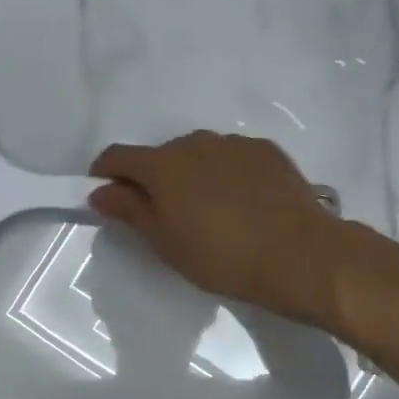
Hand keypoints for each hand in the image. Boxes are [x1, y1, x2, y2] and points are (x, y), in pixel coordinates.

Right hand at [88, 133, 346, 327]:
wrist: (299, 255)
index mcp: (162, 165)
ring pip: (198, 154)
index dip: (104, 174)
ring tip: (209, 211)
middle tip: (164, 216)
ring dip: (191, 175)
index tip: (105, 195)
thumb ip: (129, 210)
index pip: (118, 156)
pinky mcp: (265, 150)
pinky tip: (241, 204)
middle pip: (160, 155)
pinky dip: (225, 174)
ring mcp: (233, 143)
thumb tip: (100, 191)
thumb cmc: (221, 256)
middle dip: (153, 179)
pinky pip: (231, 158)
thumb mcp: (165, 242)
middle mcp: (194, 143)